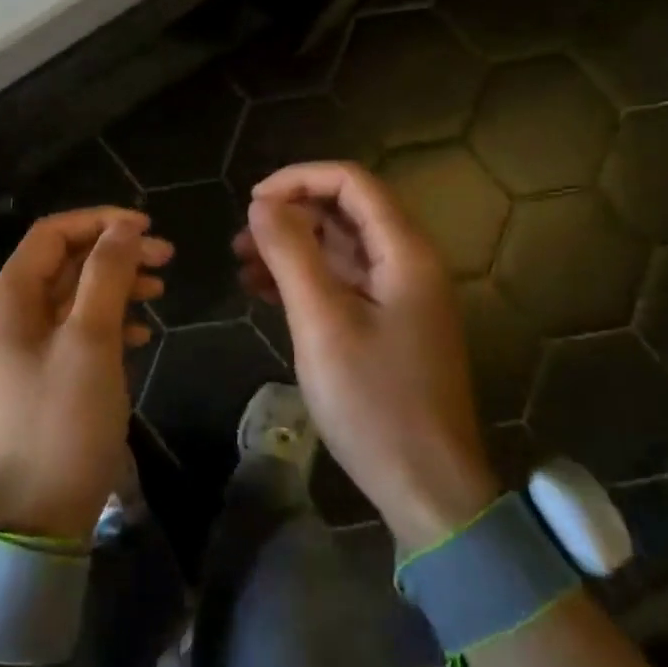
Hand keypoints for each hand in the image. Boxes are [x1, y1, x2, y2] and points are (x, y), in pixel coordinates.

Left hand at [0, 208, 172, 543]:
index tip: (149, 228)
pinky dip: (105, 324)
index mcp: (7, 298)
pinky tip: (138, 335)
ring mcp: (20, 349)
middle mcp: (7, 315)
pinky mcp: (37, 377)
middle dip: (114, 255)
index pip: (52, 234)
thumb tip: (122, 228)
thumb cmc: (62, 423)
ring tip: (160, 293)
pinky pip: (72, 333)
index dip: (100, 222)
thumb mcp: (90, 342)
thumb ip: (105, 277)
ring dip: (114, 288)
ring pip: (72, 298)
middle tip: (167, 260)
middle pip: (64, 263)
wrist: (33, 520)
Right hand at [234, 162, 496, 549]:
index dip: (299, 180)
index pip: (352, 182)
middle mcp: (407, 263)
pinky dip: (304, 279)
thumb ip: (291, 254)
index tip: (251, 202)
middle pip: (346, 212)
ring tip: (242, 264)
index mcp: (405, 252)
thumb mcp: (323, 322)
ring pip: (339, 248)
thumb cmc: (375, 401)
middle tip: (240, 239)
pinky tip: (263, 291)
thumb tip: (261, 203)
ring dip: (291, 248)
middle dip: (290, 215)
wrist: (427, 486)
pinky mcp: (387, 325)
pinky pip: (342, 283)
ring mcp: (399, 296)